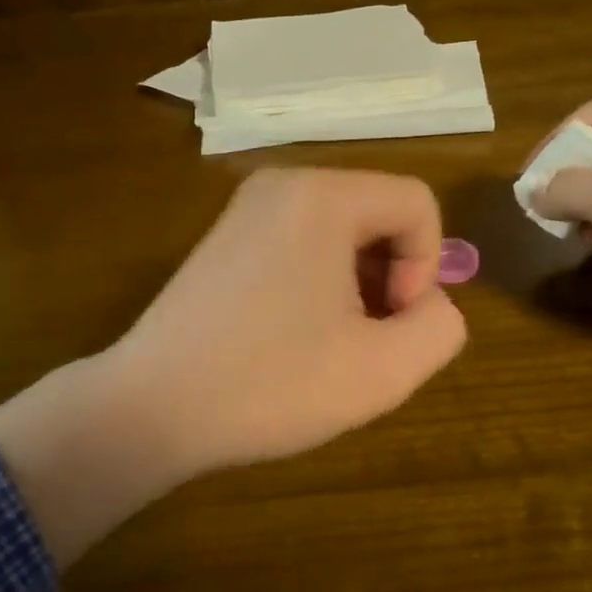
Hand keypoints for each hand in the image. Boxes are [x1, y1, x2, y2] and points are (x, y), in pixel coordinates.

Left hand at [0, 168, 465, 564]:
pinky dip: (318, 282)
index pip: (417, 204)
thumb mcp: (383, 370)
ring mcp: (245, 208)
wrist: (150, 408)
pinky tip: (294, 337)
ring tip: (331, 345)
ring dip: (356, 285)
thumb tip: (427, 303)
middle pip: (378, 213)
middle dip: (391, 277)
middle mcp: (282, 183)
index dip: (426, 268)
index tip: (390, 324)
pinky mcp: (223, 238)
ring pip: (341, 232)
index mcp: (322, 196)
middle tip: (366, 341)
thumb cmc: (270, 385)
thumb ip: (440, 328)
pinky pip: (300, 243)